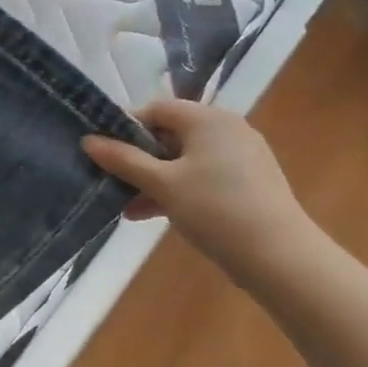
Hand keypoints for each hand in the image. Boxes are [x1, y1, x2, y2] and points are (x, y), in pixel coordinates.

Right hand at [82, 99, 312, 270]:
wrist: (280, 257)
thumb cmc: (215, 209)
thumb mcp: (161, 184)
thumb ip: (123, 160)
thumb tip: (87, 140)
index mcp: (207, 118)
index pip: (155, 109)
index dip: (125, 128)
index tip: (104, 153)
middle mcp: (227, 128)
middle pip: (170, 134)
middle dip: (139, 159)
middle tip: (114, 182)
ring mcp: (242, 155)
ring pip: (185, 159)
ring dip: (155, 180)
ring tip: (128, 207)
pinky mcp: (249, 182)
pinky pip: (204, 176)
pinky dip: (179, 190)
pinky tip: (155, 215)